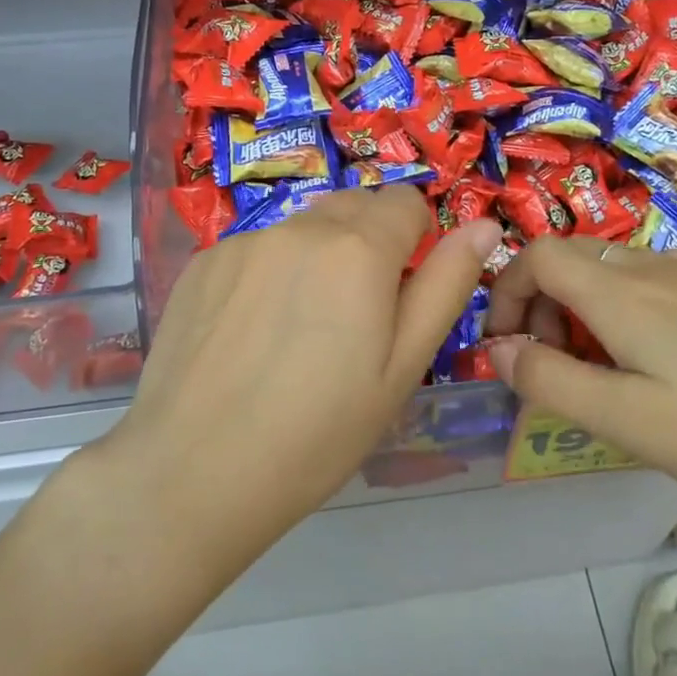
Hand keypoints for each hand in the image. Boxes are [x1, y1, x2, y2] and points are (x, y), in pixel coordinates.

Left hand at [94, 186, 500, 572]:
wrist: (193, 474)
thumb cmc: (319, 432)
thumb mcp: (403, 367)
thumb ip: (446, 285)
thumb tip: (483, 225)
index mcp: (358, 248)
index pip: (406, 201)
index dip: (415, 239)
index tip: (401, 291)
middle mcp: (300, 227)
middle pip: (354, 207)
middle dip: (369, 243)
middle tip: (356, 317)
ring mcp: (243, 241)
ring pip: (303, 229)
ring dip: (317, 257)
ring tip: (298, 331)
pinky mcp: (202, 263)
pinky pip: (257, 249)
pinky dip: (269, 273)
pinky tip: (251, 334)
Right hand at [483, 238, 676, 531]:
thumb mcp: (629, 422)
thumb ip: (551, 381)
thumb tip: (498, 350)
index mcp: (624, 291)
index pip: (537, 255)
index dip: (505, 291)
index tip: (506, 346)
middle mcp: (658, 266)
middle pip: (573, 259)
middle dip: (542, 304)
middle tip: (555, 368)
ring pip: (615, 270)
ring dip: (585, 309)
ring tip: (606, 373)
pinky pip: (657, 282)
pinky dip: (628, 309)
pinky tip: (663, 365)